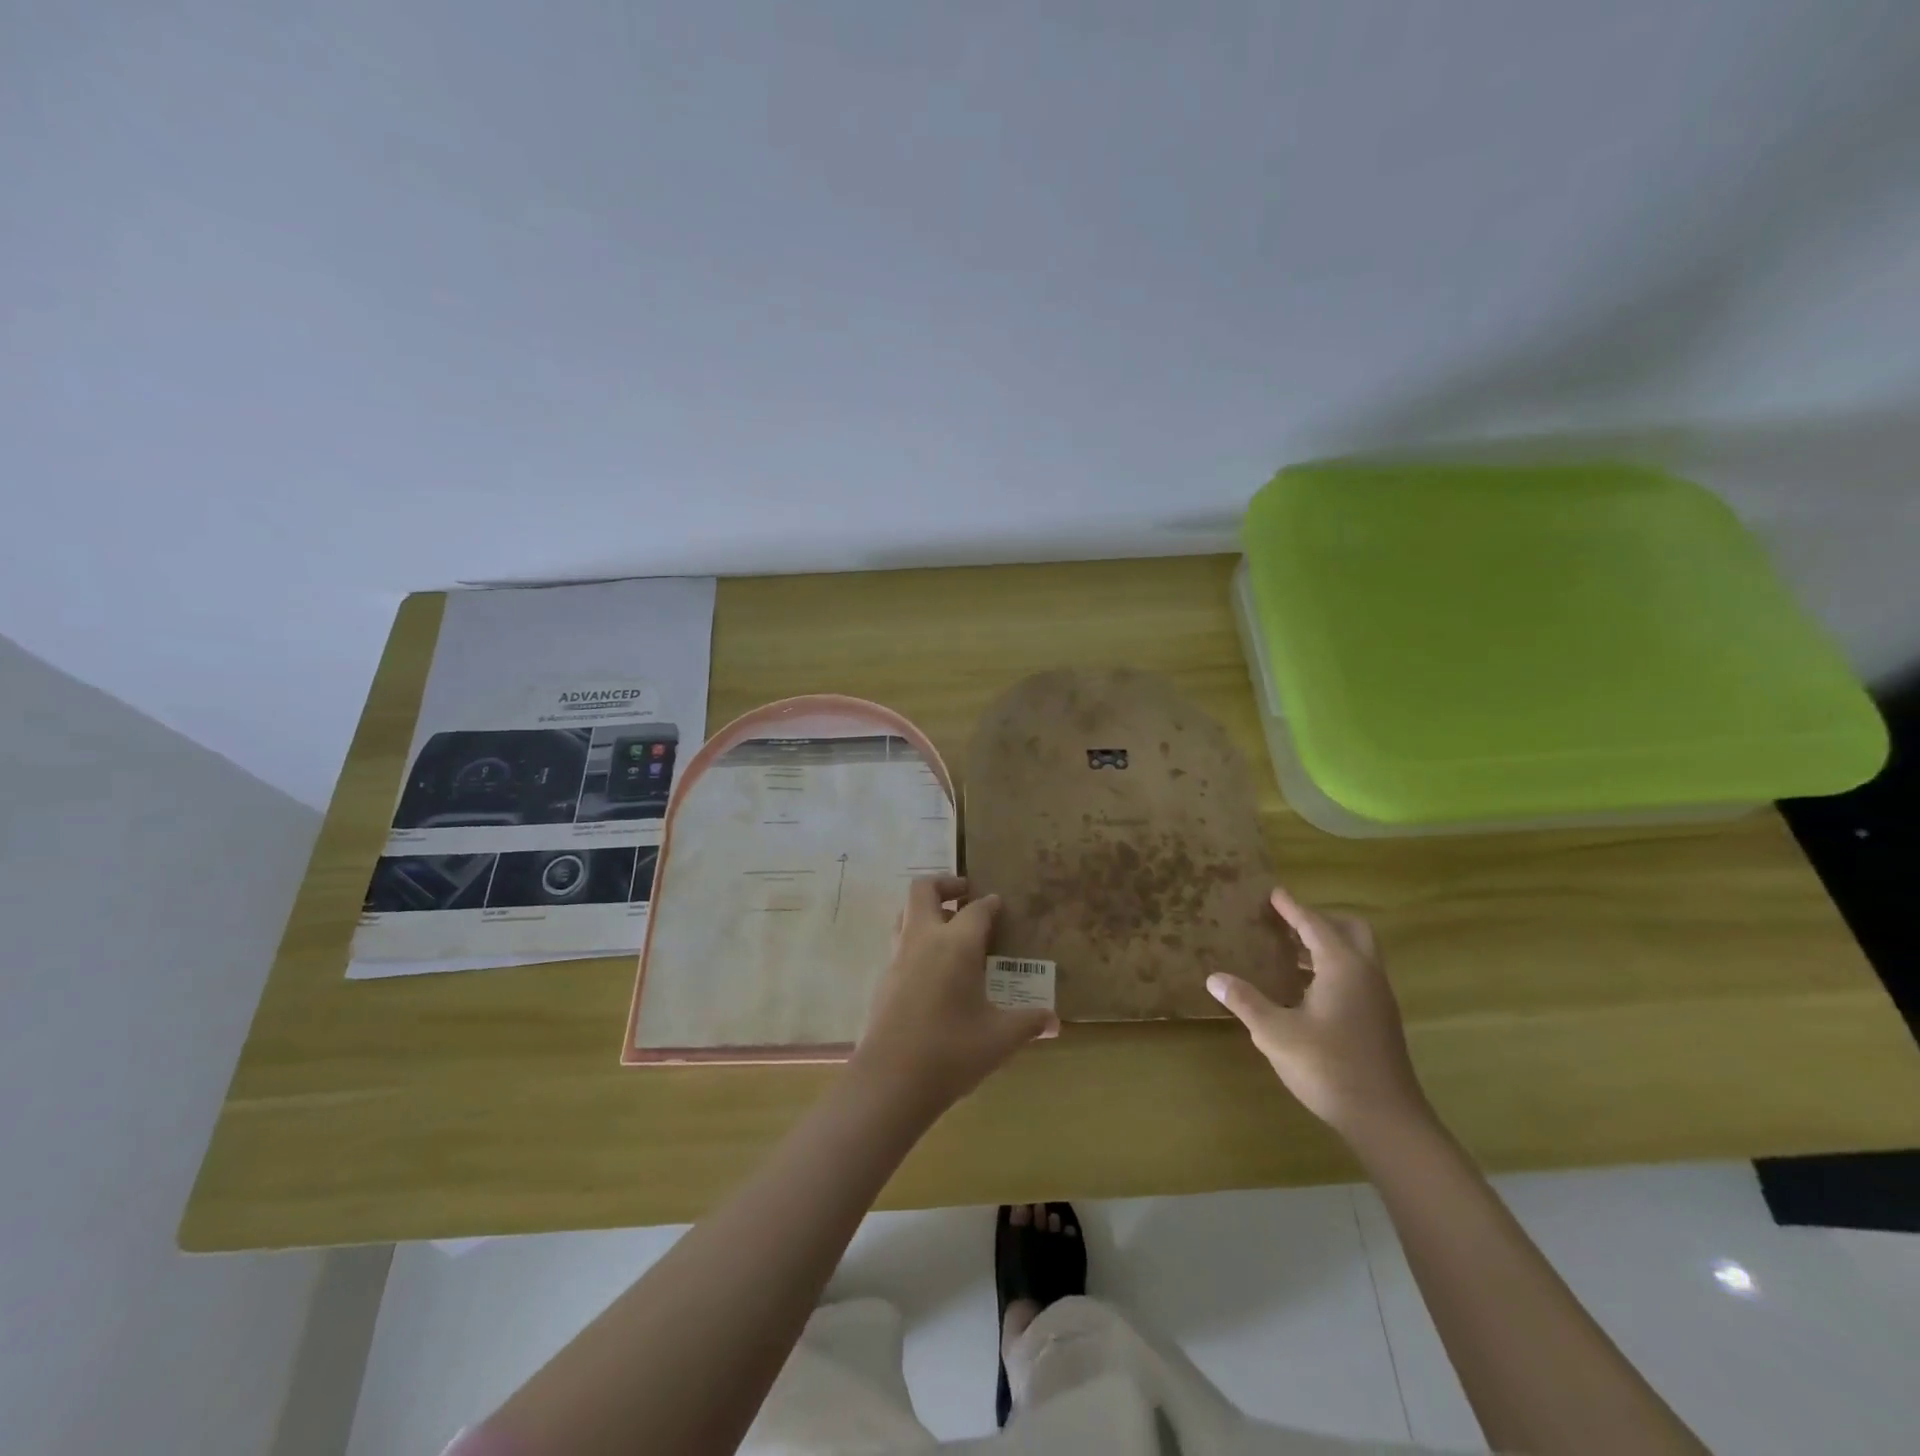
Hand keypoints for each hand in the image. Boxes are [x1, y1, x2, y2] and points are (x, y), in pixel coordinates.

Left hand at [852, 876, 1057, 1116]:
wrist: (890, 1082)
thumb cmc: (951, 1052)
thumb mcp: (999, 1039)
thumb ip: (1028, 1023)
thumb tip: (1054, 1021)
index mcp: (955, 944)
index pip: (976, 909)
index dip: (991, 904)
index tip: (1000, 905)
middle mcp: (923, 940)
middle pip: (923, 890)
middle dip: (945, 884)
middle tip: (966, 895)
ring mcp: (897, 958)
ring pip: (905, 914)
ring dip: (926, 911)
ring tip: (949, 928)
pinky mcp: (883, 979)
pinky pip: (900, 943)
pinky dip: (916, 940)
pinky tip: (934, 969)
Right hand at [1207, 885, 1429, 1141]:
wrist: (1387, 1120)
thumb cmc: (1329, 1067)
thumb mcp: (1276, 1034)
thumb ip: (1246, 1002)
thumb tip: (1214, 978)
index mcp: (1342, 967)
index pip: (1314, 924)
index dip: (1292, 908)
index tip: (1273, 893)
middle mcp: (1366, 974)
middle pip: (1349, 930)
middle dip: (1319, 920)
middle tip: (1286, 923)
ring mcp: (1378, 998)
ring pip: (1356, 954)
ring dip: (1326, 945)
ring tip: (1288, 952)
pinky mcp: (1380, 1019)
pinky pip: (1357, 975)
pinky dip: (1333, 967)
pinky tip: (1305, 989)